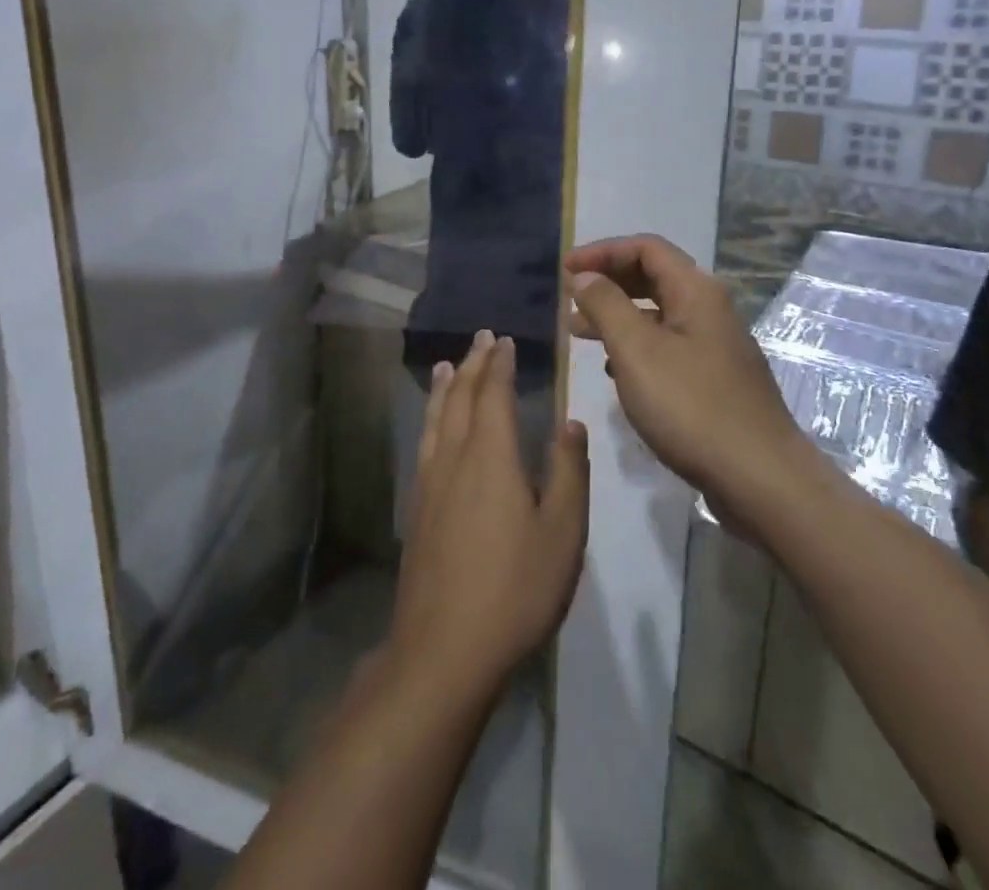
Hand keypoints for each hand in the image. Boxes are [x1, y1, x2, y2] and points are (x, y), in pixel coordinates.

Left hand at [388, 332, 589, 705]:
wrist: (444, 648)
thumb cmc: (515, 589)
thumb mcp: (562, 534)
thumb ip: (569, 473)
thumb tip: (571, 422)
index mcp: (491, 456)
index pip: (493, 394)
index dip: (498, 364)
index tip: (503, 340)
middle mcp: (454, 457)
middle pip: (459, 397)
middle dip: (471, 364)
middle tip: (480, 339)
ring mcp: (429, 481)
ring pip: (435, 417)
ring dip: (444, 386)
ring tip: (445, 366)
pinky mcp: (418, 507)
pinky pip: (424, 441)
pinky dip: (430, 416)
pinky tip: (433, 426)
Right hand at [566, 235, 795, 496]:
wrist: (760, 479)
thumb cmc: (692, 406)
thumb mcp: (636, 350)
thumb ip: (606, 306)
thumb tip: (584, 276)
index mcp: (696, 291)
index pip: (645, 248)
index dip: (602, 252)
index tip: (565, 270)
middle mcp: (709, 310)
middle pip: (653, 276)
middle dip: (608, 281)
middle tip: (569, 297)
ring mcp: (715, 346)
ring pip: (658, 314)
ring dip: (617, 315)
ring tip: (578, 331)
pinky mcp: (714, 379)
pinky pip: (667, 345)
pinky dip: (635, 346)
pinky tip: (613, 369)